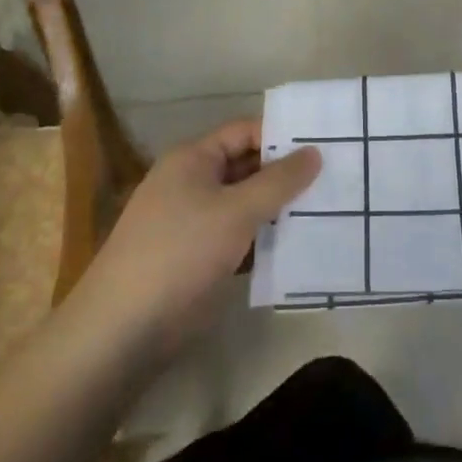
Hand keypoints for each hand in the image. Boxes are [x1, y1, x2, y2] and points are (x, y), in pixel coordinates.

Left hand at [68, 121, 319, 360]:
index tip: (325, 144)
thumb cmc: (181, 252)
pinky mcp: (200, 258)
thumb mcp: (236, 210)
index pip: (244, 133)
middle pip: (247, 168)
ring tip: (331, 208)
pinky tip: (302, 245)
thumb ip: (279, 181)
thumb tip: (315, 152)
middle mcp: (192, 183)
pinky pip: (241, 237)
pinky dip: (266, 240)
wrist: (125, 328)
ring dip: (280, 209)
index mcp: (192, 159)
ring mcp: (195, 222)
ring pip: (246, 205)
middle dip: (286, 174)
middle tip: (336, 177)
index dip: (281, 136)